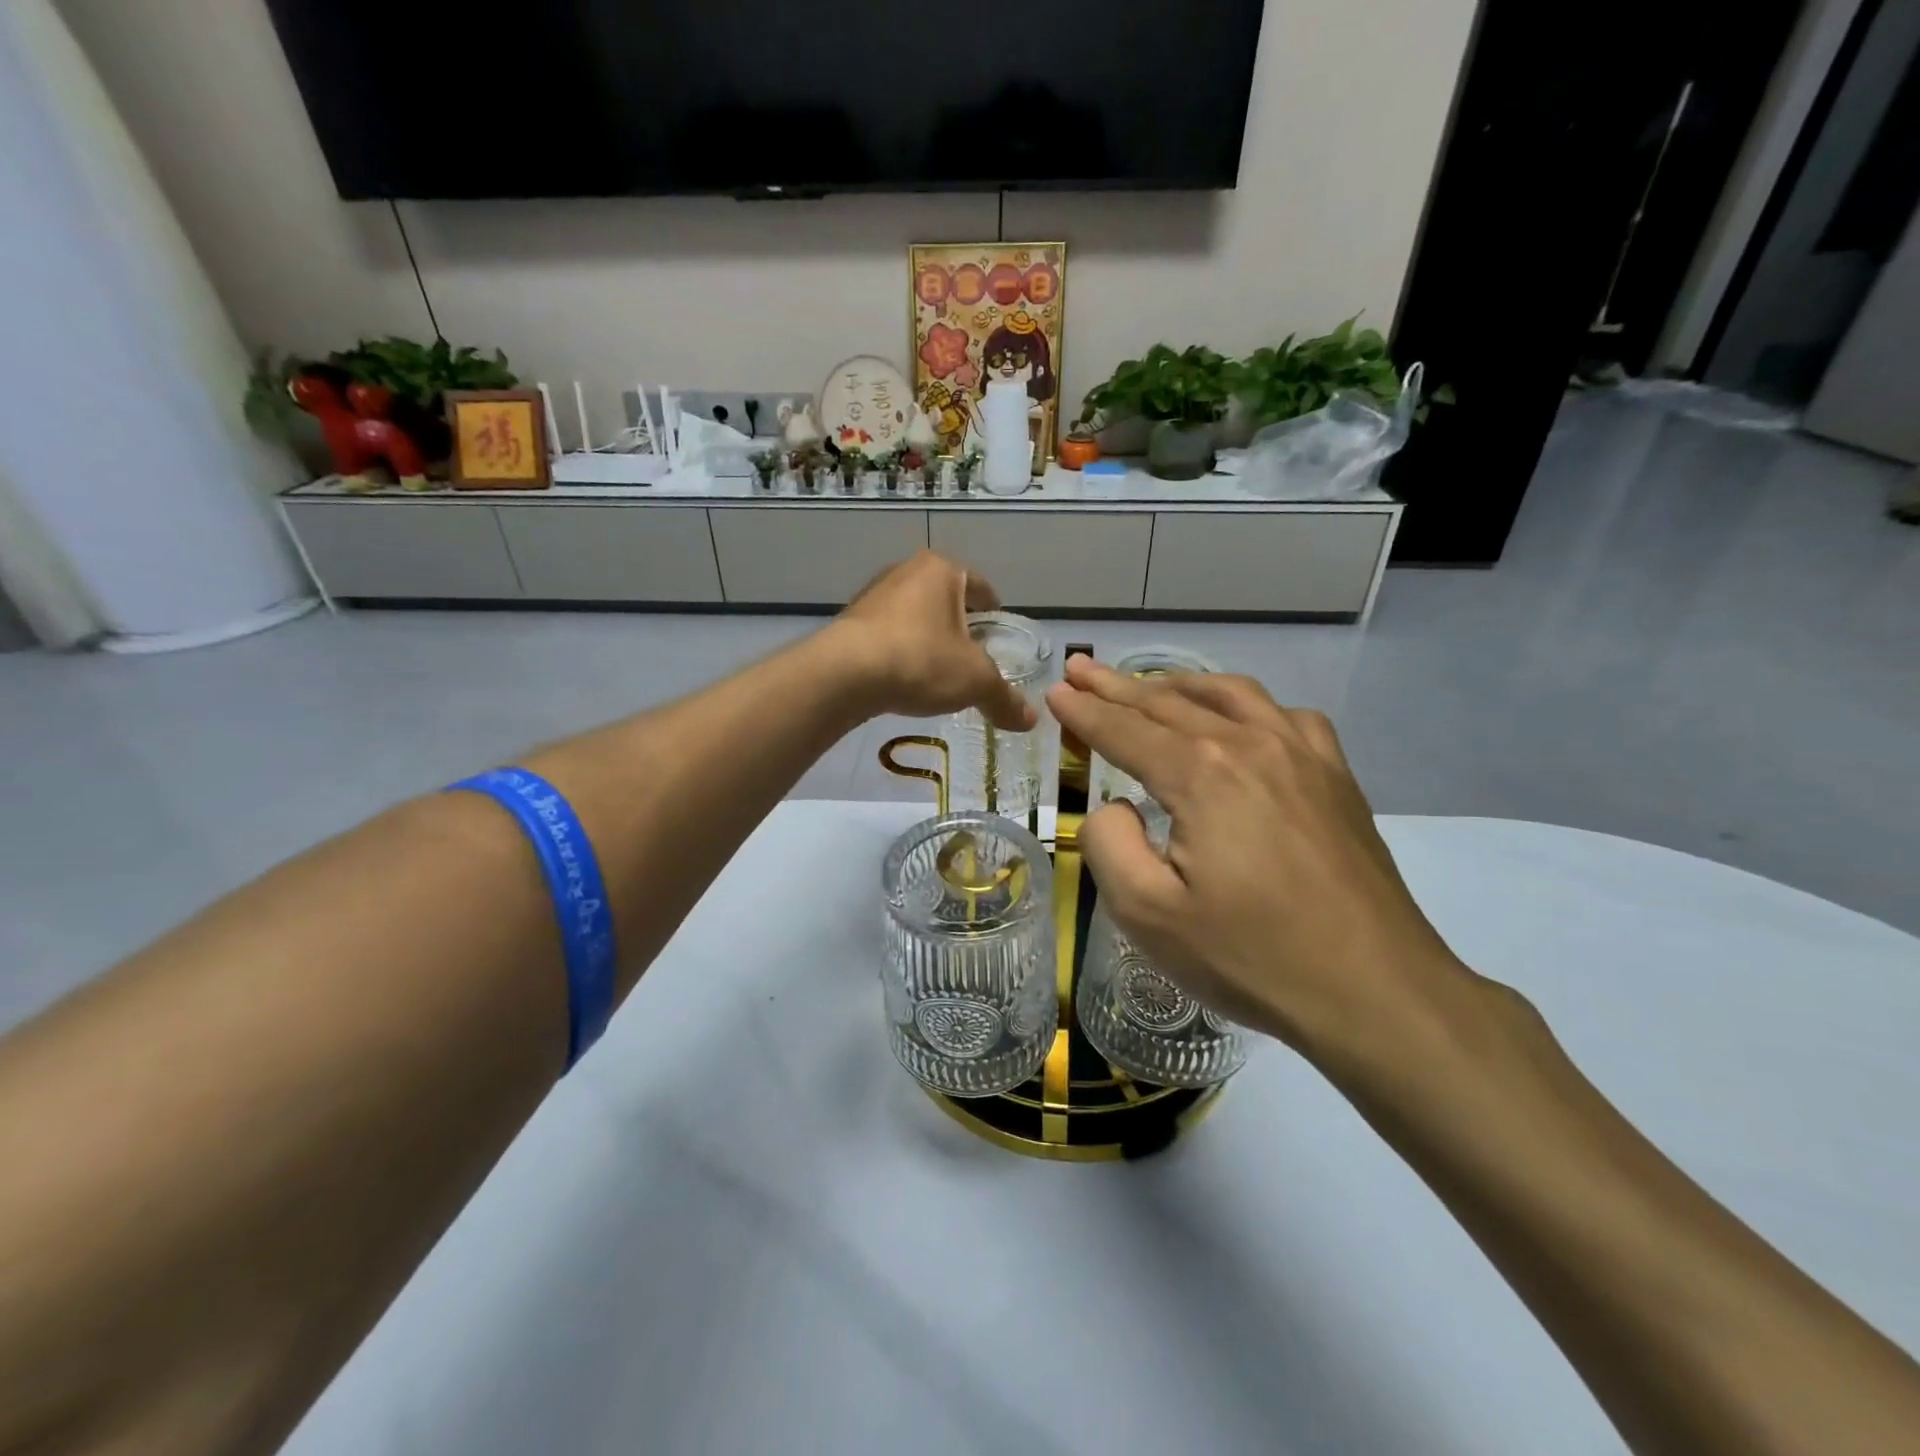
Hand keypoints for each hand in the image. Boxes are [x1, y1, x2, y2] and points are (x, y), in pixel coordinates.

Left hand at [828, 552, 1035, 731]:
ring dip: (928, 639)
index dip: (994, 611)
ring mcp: (874, 595)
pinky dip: (901, 651)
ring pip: (915, 616)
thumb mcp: (974, 681)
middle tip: (974, 657)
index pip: (981, 586)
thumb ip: (1004, 698)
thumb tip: (1031, 719)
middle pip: (946, 599)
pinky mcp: (850, 622)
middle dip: (960, 626)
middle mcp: (906, 572)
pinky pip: (888, 634)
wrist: (844, 674)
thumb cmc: (920, 660)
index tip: (998, 634)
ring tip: (939, 671)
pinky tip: (905, 678)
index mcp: (942, 570)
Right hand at [1046, 657, 1468, 1057]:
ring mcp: (1302, 754)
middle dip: (1117, 685)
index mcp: (1201, 773)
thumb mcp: (1147, 913)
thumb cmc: (1250, 955)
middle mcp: (1250, 744)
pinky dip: (1246, 706)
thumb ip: (1109, 843)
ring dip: (1178, 684)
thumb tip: (1115, 805)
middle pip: (1169, 702)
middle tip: (1081, 669)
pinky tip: (1240, 719)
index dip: (1084, 712)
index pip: (1125, 730)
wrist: (1374, 990)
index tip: (1055, 692)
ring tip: (1148, 683)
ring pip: (1228, 695)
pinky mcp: (1336, 776)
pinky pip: (1285, 716)